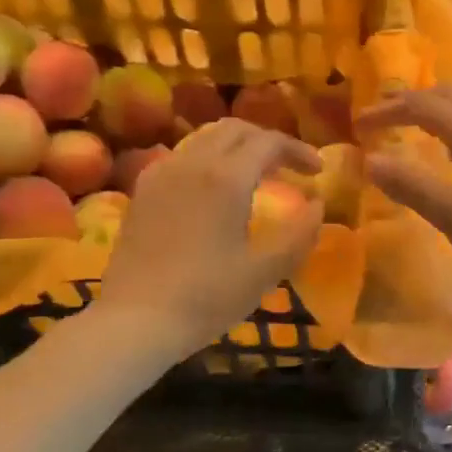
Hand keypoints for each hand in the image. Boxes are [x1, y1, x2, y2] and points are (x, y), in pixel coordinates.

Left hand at [96, 120, 322, 359]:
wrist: (134, 321)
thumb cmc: (206, 297)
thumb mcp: (265, 271)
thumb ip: (299, 234)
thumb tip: (318, 204)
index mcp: (226, 177)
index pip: (269, 142)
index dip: (298, 150)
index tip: (317, 171)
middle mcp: (192, 163)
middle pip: (235, 130)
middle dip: (267, 141)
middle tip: (290, 167)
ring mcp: (161, 174)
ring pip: (205, 138)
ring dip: (237, 147)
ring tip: (256, 175)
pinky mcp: (142, 191)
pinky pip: (182, 156)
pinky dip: (208, 159)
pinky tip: (213, 190)